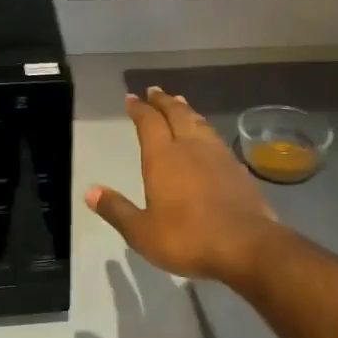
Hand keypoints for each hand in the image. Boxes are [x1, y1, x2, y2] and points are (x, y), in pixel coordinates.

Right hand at [86, 87, 278, 287]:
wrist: (247, 246)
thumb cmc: (188, 238)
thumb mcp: (142, 232)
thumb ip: (117, 210)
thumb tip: (90, 191)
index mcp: (163, 157)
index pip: (148, 122)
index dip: (139, 108)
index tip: (131, 98)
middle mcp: (190, 146)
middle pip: (176, 113)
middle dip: (163, 101)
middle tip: (154, 91)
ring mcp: (217, 155)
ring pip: (199, 122)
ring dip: (186, 110)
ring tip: (180, 103)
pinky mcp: (237, 168)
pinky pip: (216, 138)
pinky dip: (205, 129)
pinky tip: (207, 137)